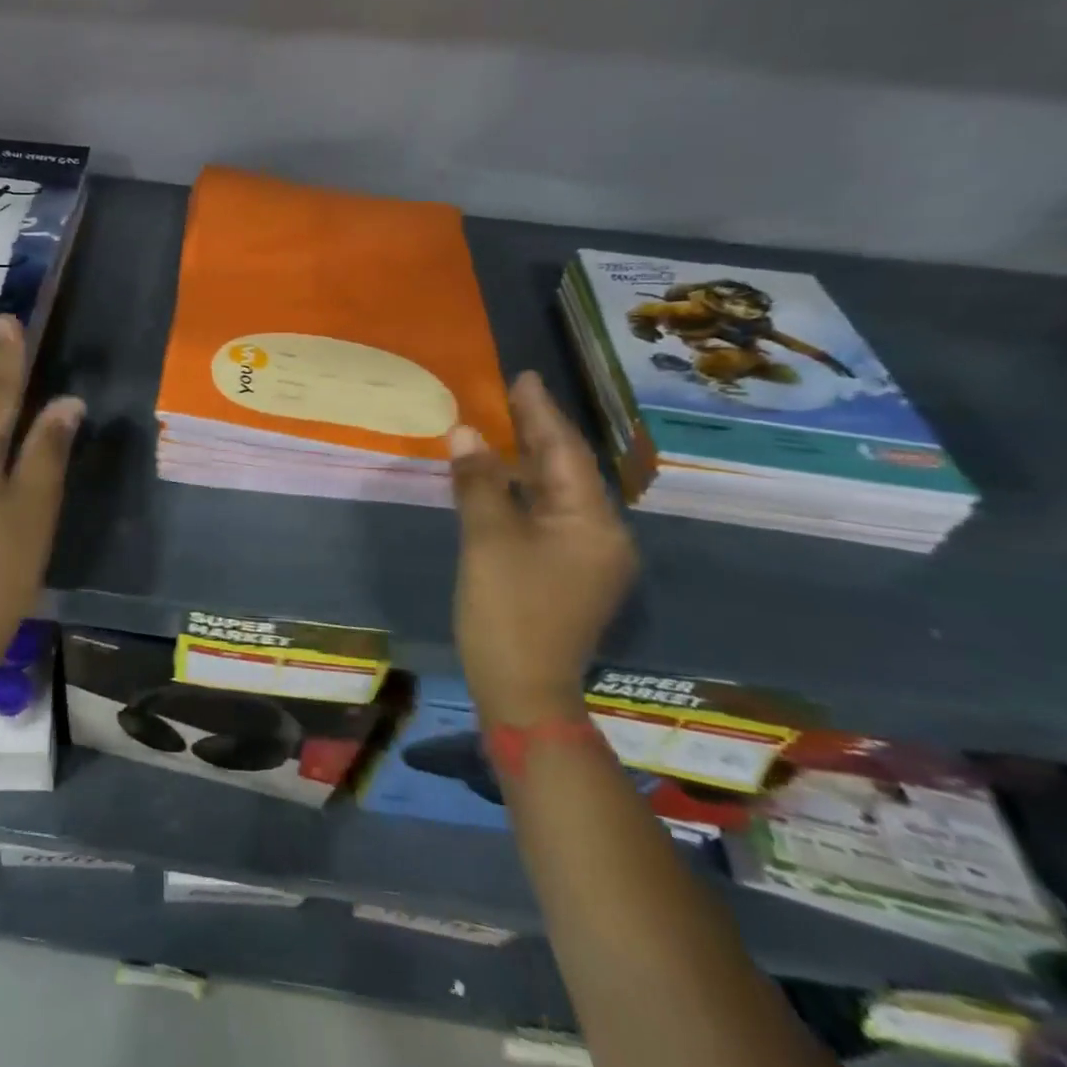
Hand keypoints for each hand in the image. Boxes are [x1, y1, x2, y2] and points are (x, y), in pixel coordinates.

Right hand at [449, 371, 636, 726]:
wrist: (522, 690)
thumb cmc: (508, 611)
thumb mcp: (488, 539)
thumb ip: (479, 482)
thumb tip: (464, 432)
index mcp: (593, 523)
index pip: (564, 453)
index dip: (541, 412)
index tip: (524, 377)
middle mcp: (601, 535)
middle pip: (565, 470)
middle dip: (538, 431)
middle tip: (514, 392)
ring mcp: (586, 557)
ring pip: (555, 493)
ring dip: (529, 460)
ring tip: (505, 423)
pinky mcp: (566, 573)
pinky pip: (546, 515)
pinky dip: (523, 491)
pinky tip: (501, 476)